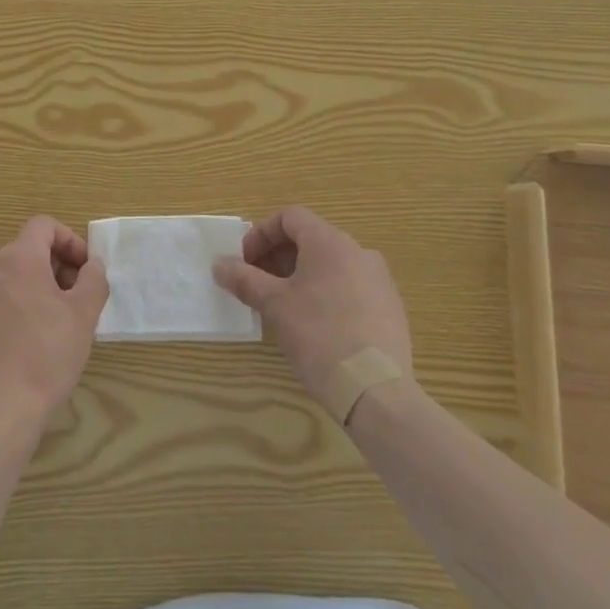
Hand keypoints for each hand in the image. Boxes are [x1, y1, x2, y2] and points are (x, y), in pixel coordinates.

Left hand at [0, 215, 108, 428]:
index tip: (85, 271)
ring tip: (54, 326)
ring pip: (9, 281)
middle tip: (76, 300)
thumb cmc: (47, 355)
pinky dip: (13, 315)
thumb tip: (92, 265)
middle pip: (26, 252)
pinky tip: (27, 349)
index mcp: (18, 259)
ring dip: (35, 291)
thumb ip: (93, 279)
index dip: (69, 240)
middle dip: (55, 268)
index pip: (43, 225)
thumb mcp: (84, 315)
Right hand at [212, 205, 413, 405]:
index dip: (261, 234)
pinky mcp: (390, 309)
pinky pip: (351, 287)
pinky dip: (327, 293)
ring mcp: (379, 280)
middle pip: (310, 239)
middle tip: (258, 284)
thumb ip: (244, 279)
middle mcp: (358, 252)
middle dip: (278, 256)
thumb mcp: (274, 305)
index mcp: (330, 242)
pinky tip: (316, 325)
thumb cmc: (319, 336)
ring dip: (301, 275)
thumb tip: (219, 264)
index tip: (245, 261)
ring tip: (284, 305)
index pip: (290, 217)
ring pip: (331, 264)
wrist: (376, 392)